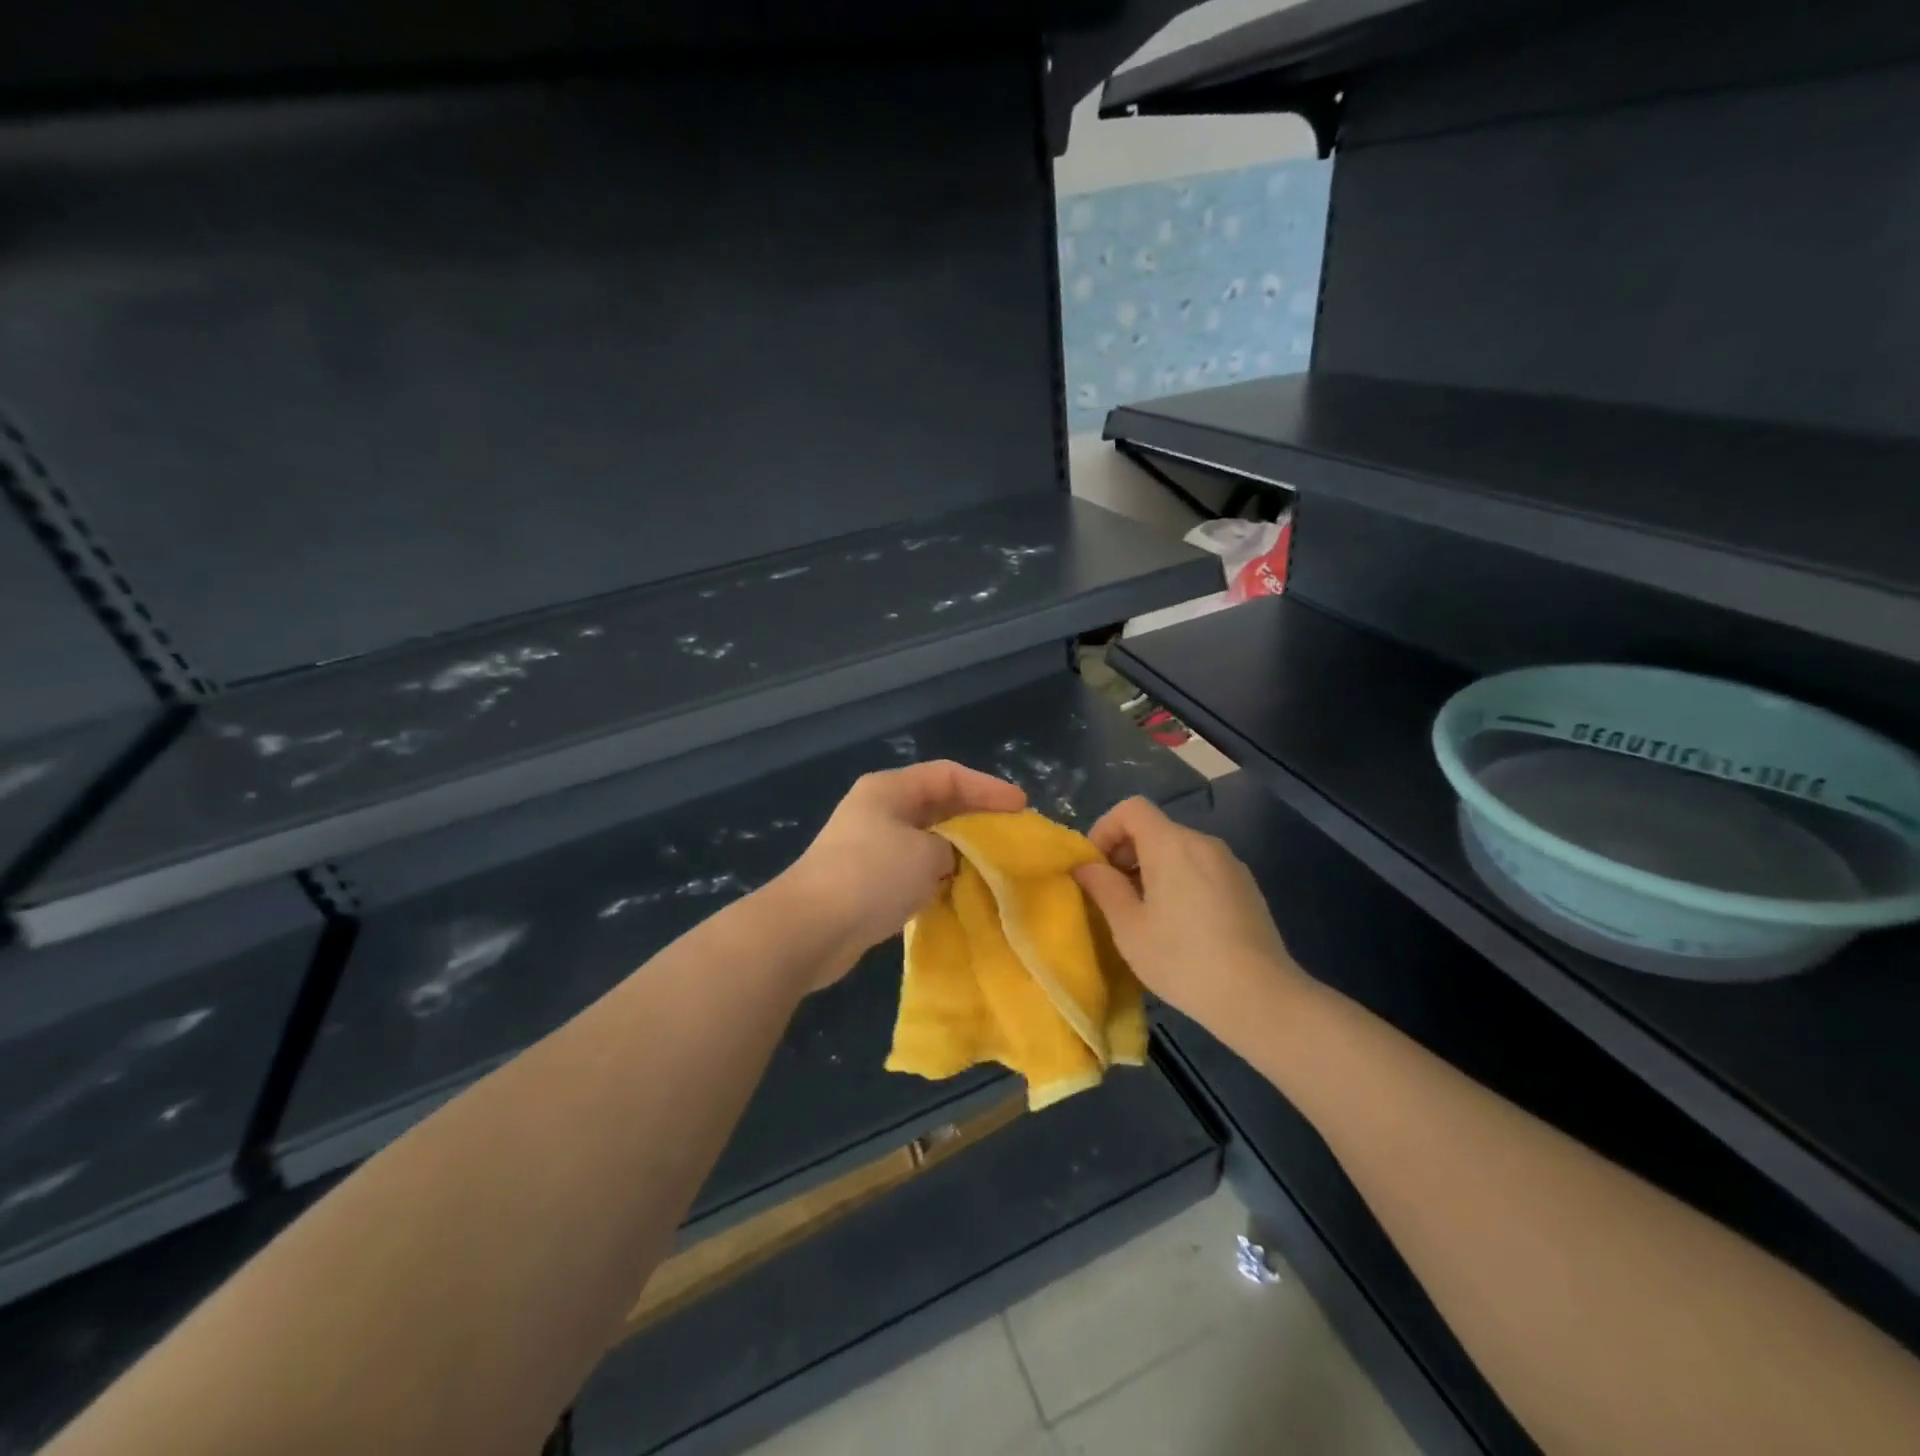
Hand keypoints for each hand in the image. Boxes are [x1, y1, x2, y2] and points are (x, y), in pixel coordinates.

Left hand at [782, 760, 1026, 978]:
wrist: (809, 929)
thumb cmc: (871, 876)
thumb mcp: (926, 854)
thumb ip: (952, 848)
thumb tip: (951, 859)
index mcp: (889, 790)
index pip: (948, 775)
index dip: (987, 787)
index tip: (1020, 808)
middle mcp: (879, 811)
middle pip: (938, 806)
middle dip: (976, 820)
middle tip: (1011, 837)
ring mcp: (871, 847)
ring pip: (927, 841)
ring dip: (958, 853)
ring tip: (993, 867)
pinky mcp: (867, 882)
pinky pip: (914, 871)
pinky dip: (938, 879)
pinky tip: (960, 893)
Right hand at [1071, 796, 1302, 1034]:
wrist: (1260, 997)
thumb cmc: (1183, 960)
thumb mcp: (1129, 928)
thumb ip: (1104, 888)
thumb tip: (1086, 866)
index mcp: (1171, 844)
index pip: (1131, 808)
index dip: (1105, 828)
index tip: (1095, 866)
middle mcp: (1203, 843)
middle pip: (1155, 829)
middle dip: (1126, 853)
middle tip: (1114, 895)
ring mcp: (1230, 864)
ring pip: (1179, 850)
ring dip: (1153, 870)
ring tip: (1145, 914)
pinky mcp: (1246, 887)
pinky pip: (1202, 869)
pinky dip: (1180, 881)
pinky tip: (1181, 926)